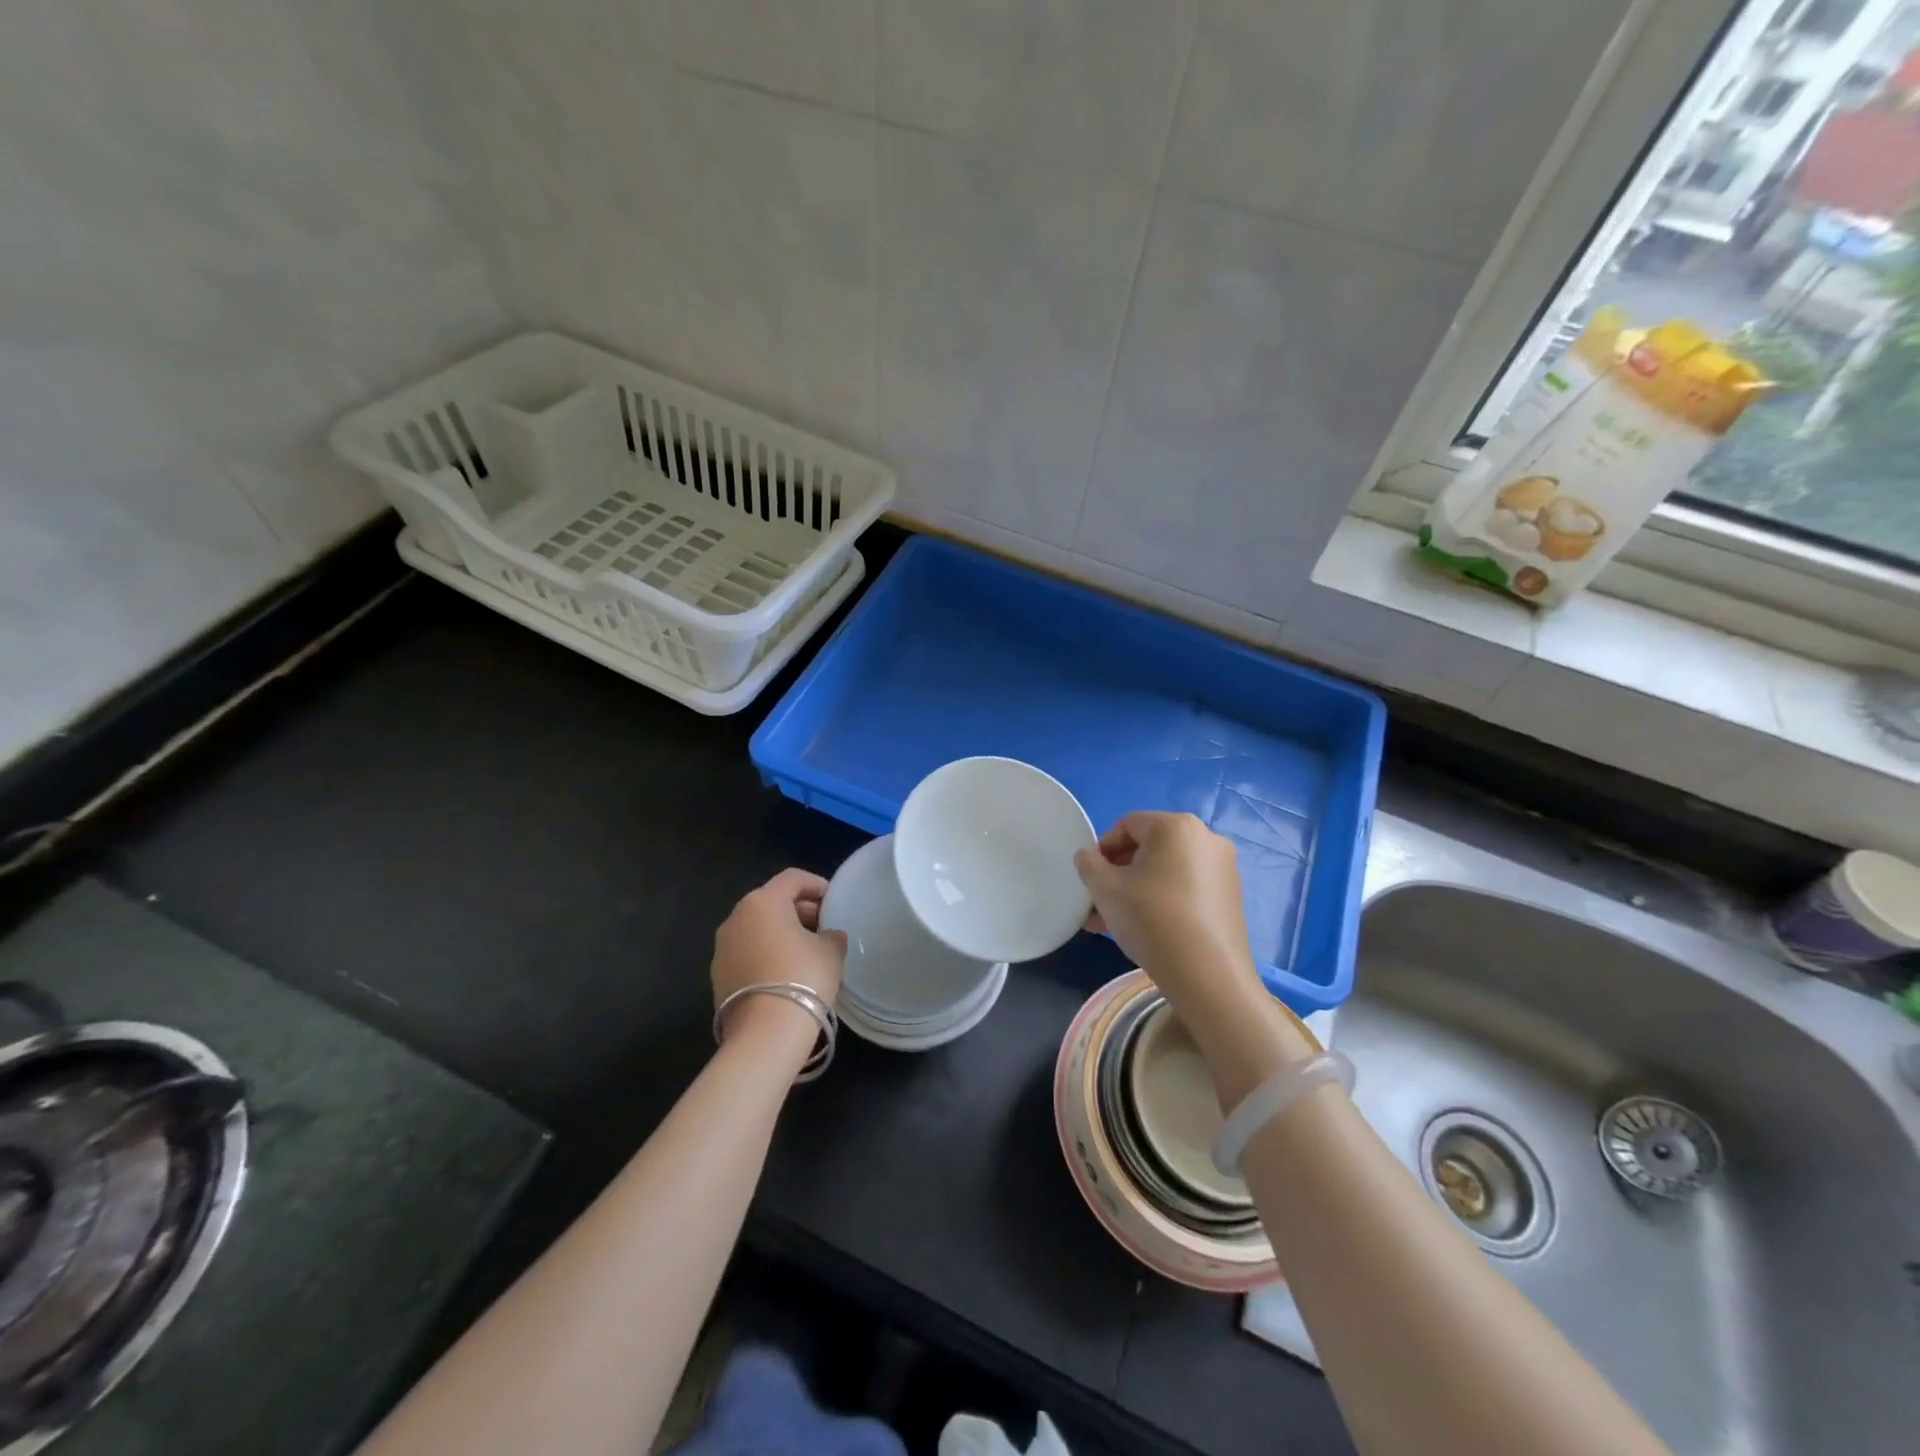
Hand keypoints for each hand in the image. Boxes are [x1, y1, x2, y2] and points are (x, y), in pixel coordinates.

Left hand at [712, 869, 846, 1044]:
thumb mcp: (831, 951)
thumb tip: (828, 936)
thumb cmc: (803, 977)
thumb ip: (831, 935)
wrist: (765, 1033)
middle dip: (799, 910)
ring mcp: (722, 948)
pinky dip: (767, 954)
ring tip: (807, 951)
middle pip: (771, 902)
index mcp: (763, 902)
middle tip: (824, 926)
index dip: (816, 884)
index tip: (833, 899)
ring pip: (757, 929)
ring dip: (781, 933)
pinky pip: (748, 953)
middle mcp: (736, 918)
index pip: (792, 878)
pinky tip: (787, 973)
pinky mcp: (719, 976)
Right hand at [1076, 813, 1312, 1101]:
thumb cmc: (1152, 919)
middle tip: (1099, 903)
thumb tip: (1088, 856)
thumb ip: (1088, 865)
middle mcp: (1206, 838)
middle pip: (1149, 848)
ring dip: (1136, 891)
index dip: (1102, 850)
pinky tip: (1144, 930)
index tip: (1091, 879)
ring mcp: (1224, 868)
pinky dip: (1163, 900)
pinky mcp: (1231, 897)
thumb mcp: (1106, 890)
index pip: (1127, 825)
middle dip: (1119, 874)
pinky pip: (1186, 888)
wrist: (1208, 976)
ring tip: (1113, 923)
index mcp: (1176, 826)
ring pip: (1166, 871)